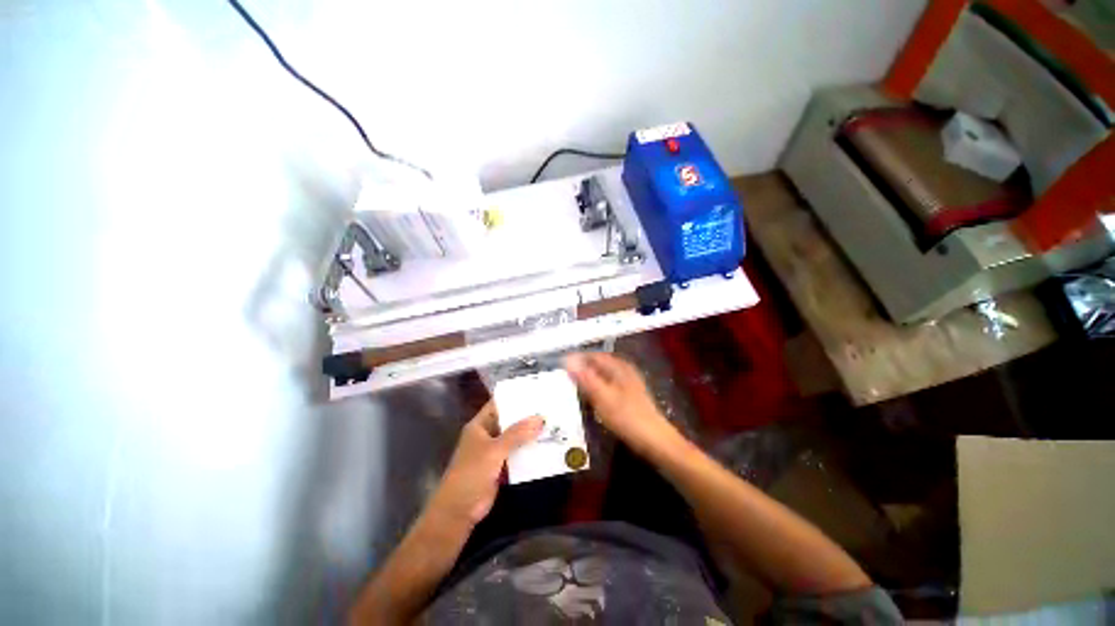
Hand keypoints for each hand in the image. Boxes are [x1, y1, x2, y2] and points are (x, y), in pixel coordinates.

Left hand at [428, 401, 543, 526]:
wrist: (459, 510)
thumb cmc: (471, 473)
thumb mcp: (494, 450)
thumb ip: (517, 434)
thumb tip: (540, 418)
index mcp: (480, 425)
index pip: (498, 404)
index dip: (515, 397)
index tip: (535, 391)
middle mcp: (488, 434)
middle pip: (509, 420)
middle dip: (527, 415)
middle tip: (550, 407)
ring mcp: (494, 451)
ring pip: (515, 437)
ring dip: (530, 433)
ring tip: (553, 423)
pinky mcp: (501, 466)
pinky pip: (518, 453)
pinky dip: (529, 450)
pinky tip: (547, 445)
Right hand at [564, 352, 683, 460]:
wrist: (654, 440)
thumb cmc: (627, 417)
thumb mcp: (602, 396)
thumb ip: (585, 377)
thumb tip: (568, 360)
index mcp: (619, 366)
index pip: (593, 355)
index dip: (576, 358)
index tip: (560, 365)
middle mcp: (624, 370)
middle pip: (599, 363)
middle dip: (582, 366)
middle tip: (564, 375)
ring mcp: (628, 382)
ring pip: (603, 374)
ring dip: (588, 377)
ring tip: (573, 384)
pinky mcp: (629, 395)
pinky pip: (607, 384)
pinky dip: (596, 386)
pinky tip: (590, 396)